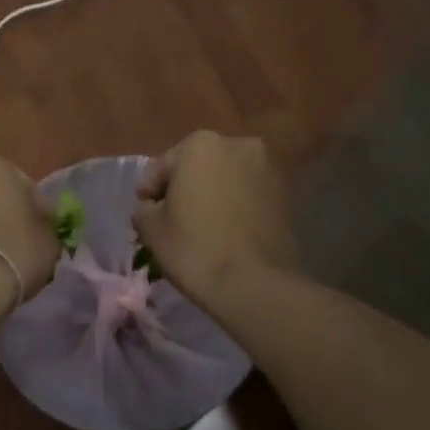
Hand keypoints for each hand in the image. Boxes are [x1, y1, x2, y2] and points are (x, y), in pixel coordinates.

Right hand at [133, 131, 299, 308]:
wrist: (255, 285)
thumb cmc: (194, 248)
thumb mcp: (150, 228)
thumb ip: (144, 209)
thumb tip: (153, 208)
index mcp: (200, 144)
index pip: (161, 168)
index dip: (150, 194)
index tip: (147, 218)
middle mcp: (238, 144)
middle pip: (197, 167)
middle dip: (184, 189)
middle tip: (174, 221)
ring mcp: (267, 168)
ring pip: (225, 180)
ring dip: (212, 196)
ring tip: (203, 229)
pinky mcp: (285, 194)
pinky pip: (247, 196)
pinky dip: (235, 207)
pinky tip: (227, 234)